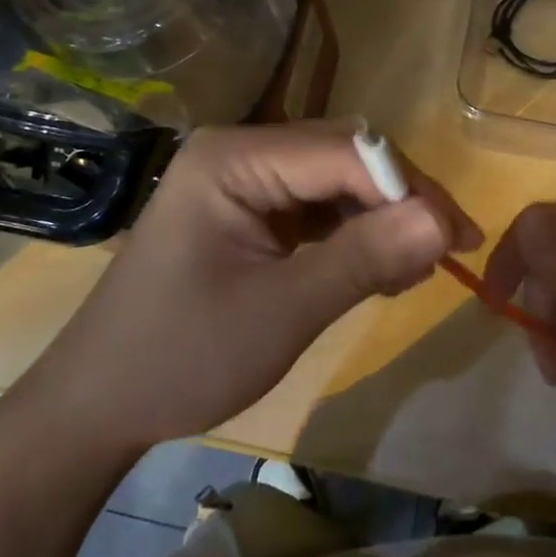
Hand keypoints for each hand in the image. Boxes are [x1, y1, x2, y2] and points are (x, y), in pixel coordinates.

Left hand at [28, 122, 481, 447]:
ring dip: (381, 218)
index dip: (410, 189)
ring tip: (416, 269)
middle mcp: (240, 150)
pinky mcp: (246, 209)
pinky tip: (378, 267)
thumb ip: (364, 259)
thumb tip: (445, 223)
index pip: (347, 152)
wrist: (95, 406)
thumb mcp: (282, 312)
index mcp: (236, 156)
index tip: (460, 239)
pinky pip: (315, 205)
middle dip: (400, 201)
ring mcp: (241, 178)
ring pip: (337, 179)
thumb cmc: (180, 357)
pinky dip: (352, 233)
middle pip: (346, 156)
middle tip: (446, 253)